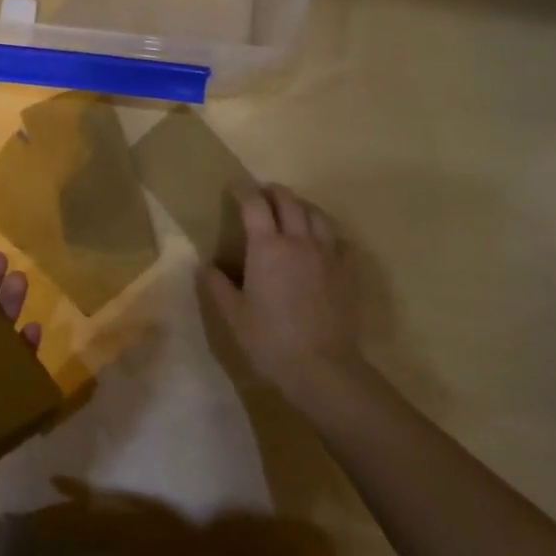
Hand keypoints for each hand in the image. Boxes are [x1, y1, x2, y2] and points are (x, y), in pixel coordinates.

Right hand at [204, 184, 363, 402]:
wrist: (322, 367)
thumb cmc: (270, 340)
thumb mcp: (233, 315)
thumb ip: (217, 285)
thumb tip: (208, 266)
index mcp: (267, 247)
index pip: (255, 205)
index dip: (243, 191)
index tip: (235, 188)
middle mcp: (299, 241)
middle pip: (289, 201)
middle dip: (273, 192)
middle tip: (262, 194)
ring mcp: (328, 253)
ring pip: (317, 214)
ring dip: (301, 205)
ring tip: (292, 210)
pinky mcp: (347, 270)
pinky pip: (338, 238)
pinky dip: (325, 230)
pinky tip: (320, 240)